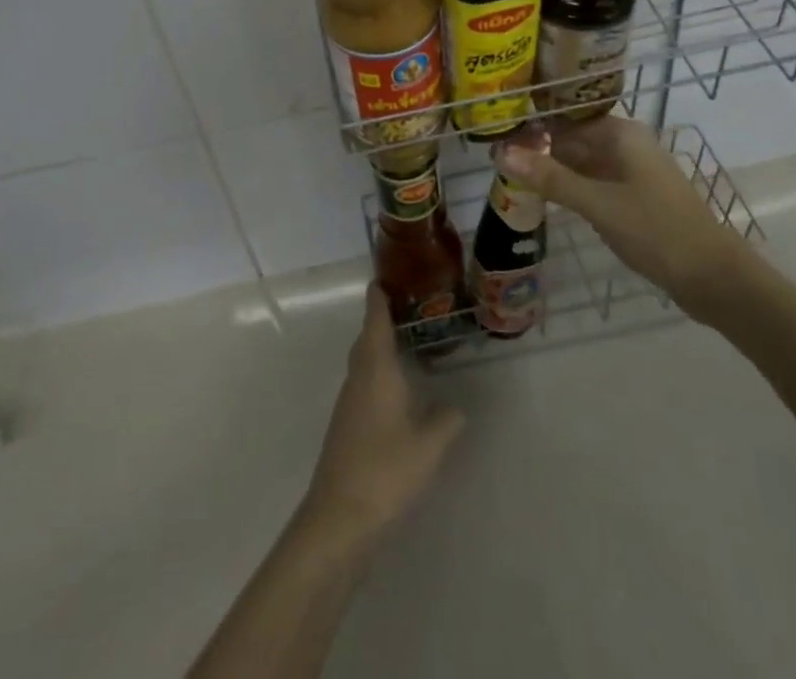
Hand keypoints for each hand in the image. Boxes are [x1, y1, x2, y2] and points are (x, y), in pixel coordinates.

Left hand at [302, 286, 465, 548]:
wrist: (339, 518)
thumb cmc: (385, 470)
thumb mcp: (429, 446)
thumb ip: (446, 421)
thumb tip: (456, 407)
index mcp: (376, 369)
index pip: (375, 320)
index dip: (379, 297)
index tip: (385, 277)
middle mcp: (358, 378)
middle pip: (366, 338)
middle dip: (382, 321)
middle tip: (408, 308)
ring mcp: (348, 403)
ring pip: (363, 363)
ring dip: (380, 349)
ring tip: (408, 346)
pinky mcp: (346, 427)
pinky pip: (363, 385)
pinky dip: (378, 375)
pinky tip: (396, 392)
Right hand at [496, 115, 755, 327]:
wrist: (714, 278)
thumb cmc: (656, 231)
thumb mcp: (598, 204)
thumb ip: (550, 178)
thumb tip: (501, 153)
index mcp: (621, 134)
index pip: (566, 117)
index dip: (532, 124)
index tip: (496, 133)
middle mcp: (626, 145)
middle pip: (573, 138)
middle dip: (538, 148)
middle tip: (495, 159)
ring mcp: (632, 172)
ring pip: (582, 162)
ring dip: (552, 169)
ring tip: (509, 176)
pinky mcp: (634, 197)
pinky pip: (593, 182)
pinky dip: (570, 187)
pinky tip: (545, 198)